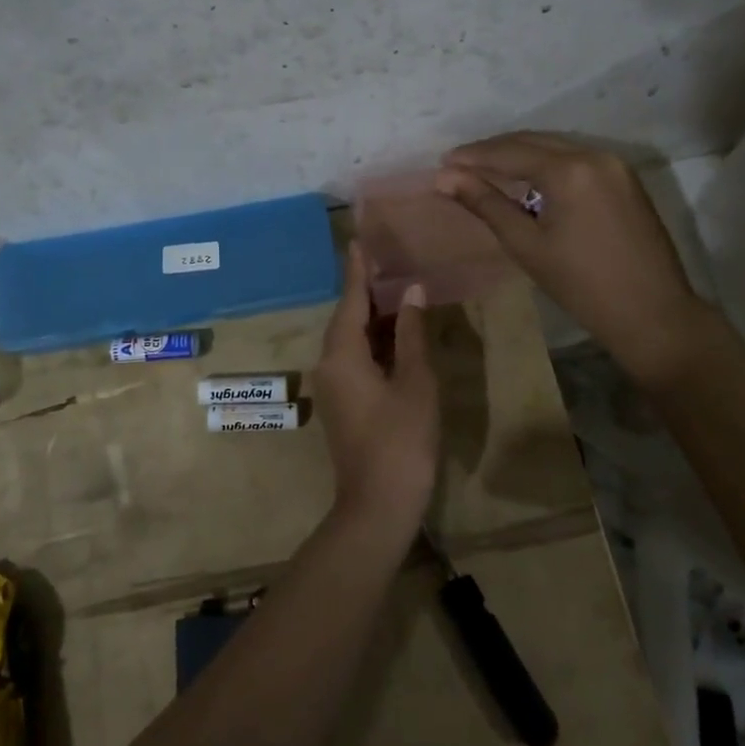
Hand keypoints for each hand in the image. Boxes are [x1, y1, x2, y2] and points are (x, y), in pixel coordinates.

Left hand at [312, 242, 440, 530]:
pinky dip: (374, 342)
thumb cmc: (401, 440)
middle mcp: (329, 364)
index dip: (358, 270)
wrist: (377, 506)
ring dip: (374, 317)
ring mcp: (333, 386)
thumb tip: (412, 292)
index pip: (351, 300)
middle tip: (389, 259)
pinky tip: (396, 334)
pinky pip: (355, 359)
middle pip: (348, 317)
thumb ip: (412, 334)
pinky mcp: (343, 402)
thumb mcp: (415, 382)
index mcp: (342, 354)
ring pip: (352, 339)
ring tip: (398, 288)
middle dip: (368, 290)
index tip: (359, 239)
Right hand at [437, 132, 712, 389]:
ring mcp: (615, 164)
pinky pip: (576, 159)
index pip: (510, 152)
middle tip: (458, 165)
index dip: (473, 156)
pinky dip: (546, 163)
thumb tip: (444, 178)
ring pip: (555, 147)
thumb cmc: (582, 285)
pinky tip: (527, 179)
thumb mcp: (526, 245)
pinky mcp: (625, 179)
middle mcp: (594, 154)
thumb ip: (486, 204)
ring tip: (485, 170)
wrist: (653, 314)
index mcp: (569, 170)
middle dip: (493, 150)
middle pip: (532, 141)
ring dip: (519, 154)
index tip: (442, 163)